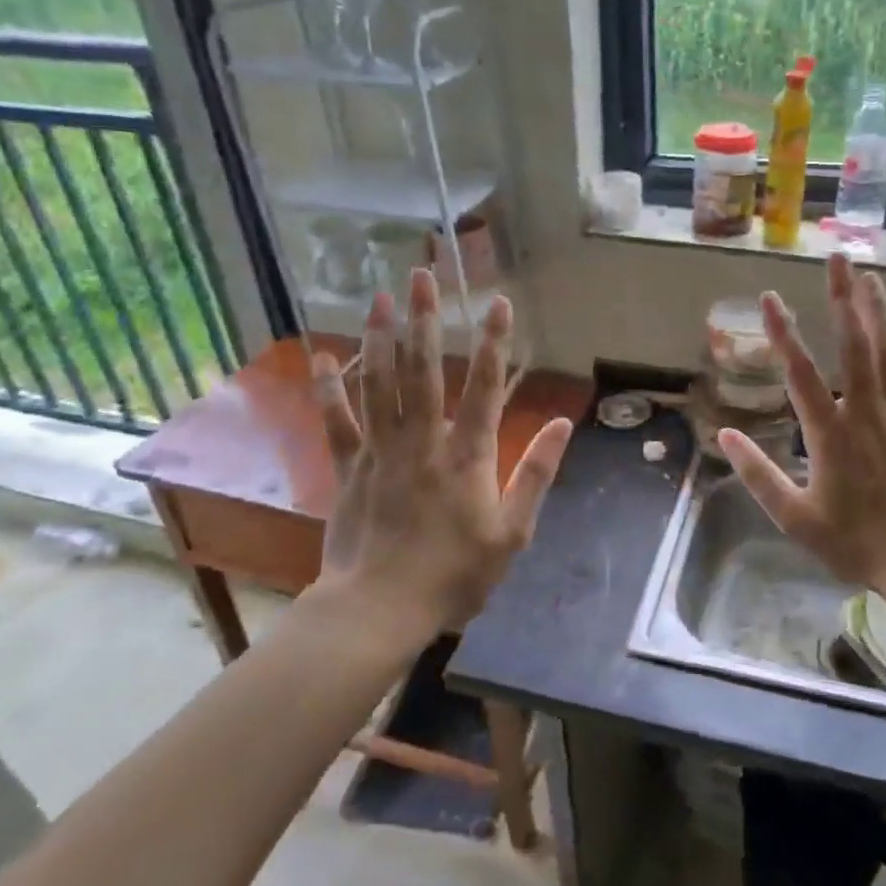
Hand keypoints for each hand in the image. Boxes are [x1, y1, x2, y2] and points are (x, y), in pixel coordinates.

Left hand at [308, 268, 573, 635]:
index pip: (486, 387)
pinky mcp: (348, 468)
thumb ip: (537, 474)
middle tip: (422, 275)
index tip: (499, 302)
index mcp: (467, 455)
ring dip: (381, 337)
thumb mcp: (513, 532)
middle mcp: (423, 440)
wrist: (379, 610)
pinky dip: (328, 388)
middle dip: (425, 319)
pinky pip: (337, 421)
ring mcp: (381, 451)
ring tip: (379, 297)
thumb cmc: (453, 575)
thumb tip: (563, 424)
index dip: (495, 342)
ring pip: (380, 383)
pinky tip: (322, 356)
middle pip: (424, 369)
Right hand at [718, 253, 885, 604]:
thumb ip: (758, 475)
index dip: (782, 332)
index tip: (768, 297)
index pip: (800, 372)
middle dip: (843, 298)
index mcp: (829, 434)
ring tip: (867, 273)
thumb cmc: (856, 542)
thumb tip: (726, 436)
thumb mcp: (795, 518)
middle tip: (836, 258)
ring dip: (878, 309)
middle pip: (854, 344)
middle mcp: (866, 411)